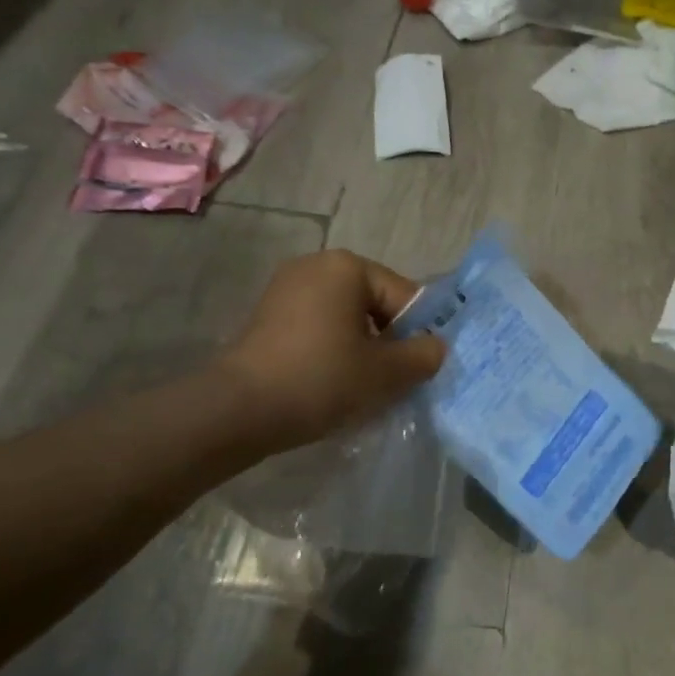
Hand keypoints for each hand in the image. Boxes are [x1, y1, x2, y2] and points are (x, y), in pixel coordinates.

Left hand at [222, 250, 445, 451]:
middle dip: (389, 342)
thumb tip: (436, 347)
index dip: (419, 333)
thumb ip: (422, 356)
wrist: (238, 410)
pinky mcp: (268, 316)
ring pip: (346, 319)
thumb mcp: (385, 372)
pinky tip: (332, 384)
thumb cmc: (321, 379)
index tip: (420, 370)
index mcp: (347, 266)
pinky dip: (333, 351)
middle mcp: (316, 266)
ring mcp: (286, 289)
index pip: (404, 295)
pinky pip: (318, 328)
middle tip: (394, 382)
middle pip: (374, 304)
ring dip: (362, 349)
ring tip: (364, 388)